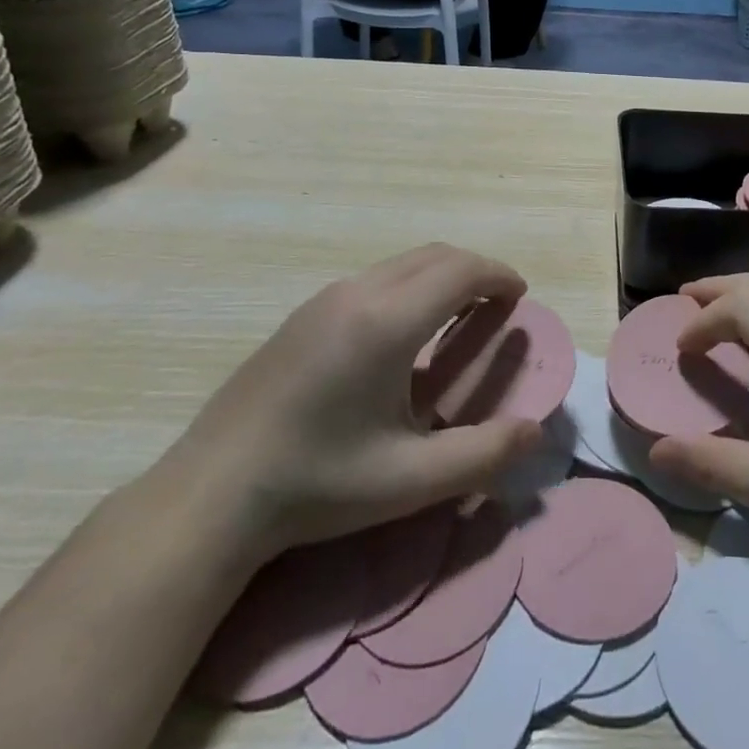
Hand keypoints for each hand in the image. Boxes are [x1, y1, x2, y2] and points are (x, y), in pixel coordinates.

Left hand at [153, 244, 542, 565]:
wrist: (211, 492)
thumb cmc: (317, 484)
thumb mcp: (409, 480)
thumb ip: (482, 455)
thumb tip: (536, 432)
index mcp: (388, 322)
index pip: (461, 272)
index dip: (498, 276)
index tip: (519, 296)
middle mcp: (359, 293)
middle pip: (435, 255)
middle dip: (475, 270)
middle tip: (498, 305)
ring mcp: (326, 298)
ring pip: (403, 263)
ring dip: (442, 275)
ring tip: (459, 314)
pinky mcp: (304, 313)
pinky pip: (376, 277)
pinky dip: (411, 284)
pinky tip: (404, 330)